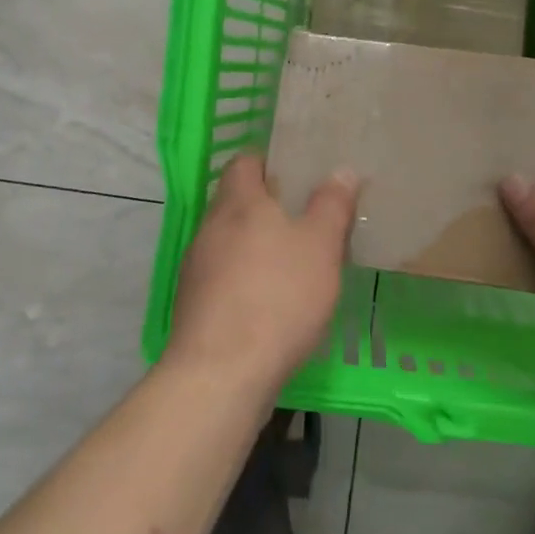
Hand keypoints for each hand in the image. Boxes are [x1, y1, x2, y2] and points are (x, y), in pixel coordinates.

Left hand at [164, 153, 359, 396]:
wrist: (222, 373)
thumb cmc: (278, 296)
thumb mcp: (320, 246)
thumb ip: (331, 205)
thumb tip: (341, 170)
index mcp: (238, 202)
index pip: (244, 162)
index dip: (268, 160)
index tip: (296, 170)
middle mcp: (210, 227)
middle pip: (236, 201)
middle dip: (267, 205)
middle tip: (305, 216)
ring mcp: (196, 267)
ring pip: (229, 240)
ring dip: (255, 244)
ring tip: (292, 260)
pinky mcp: (193, 304)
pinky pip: (222, 275)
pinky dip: (244, 277)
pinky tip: (270, 300)